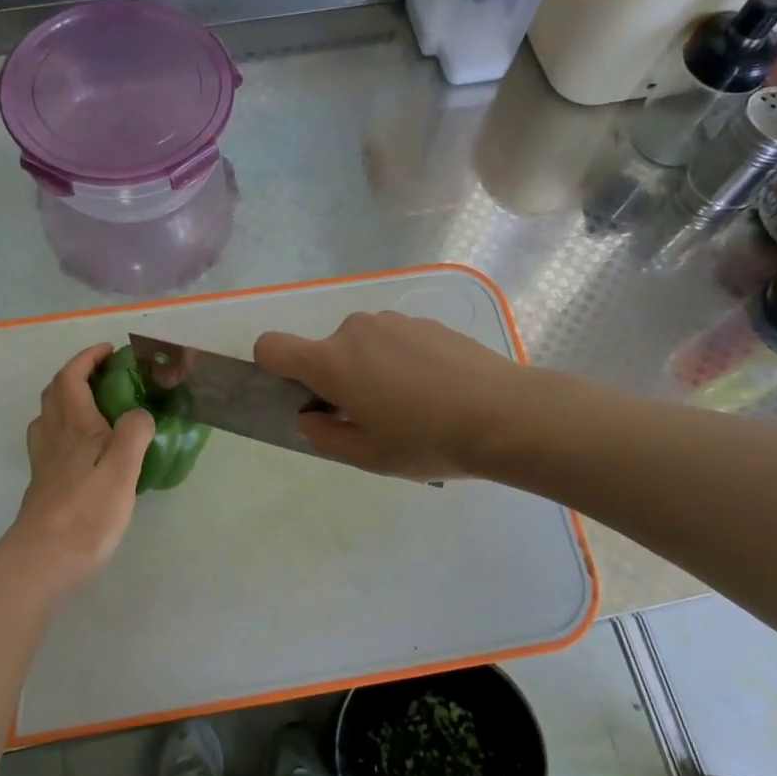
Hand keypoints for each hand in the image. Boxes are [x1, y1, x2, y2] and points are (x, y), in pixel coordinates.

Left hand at [0, 344, 155, 593]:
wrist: (43, 560)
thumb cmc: (87, 512)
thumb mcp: (122, 469)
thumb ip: (134, 432)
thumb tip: (139, 414)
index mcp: (74, 426)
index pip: (71, 377)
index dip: (87, 359)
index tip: (109, 350)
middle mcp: (53, 437)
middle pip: (55, 393)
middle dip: (77, 374)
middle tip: (107, 376)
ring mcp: (44, 462)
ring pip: (49, 417)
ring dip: (68, 400)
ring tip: (97, 407)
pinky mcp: (44, 484)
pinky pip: (51, 441)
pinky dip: (66, 429)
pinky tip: (85, 449)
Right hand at [254, 312, 527, 480]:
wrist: (505, 415)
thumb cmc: (426, 440)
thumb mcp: (367, 454)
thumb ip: (325, 435)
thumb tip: (309, 417)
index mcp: (331, 361)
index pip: (272, 346)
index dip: (272, 368)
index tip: (302, 395)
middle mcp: (356, 330)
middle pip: (325, 350)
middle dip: (336, 380)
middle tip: (371, 417)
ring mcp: (394, 321)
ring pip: (362, 345)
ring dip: (370, 369)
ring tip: (411, 405)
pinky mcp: (427, 322)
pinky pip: (395, 340)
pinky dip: (401, 361)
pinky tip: (436, 391)